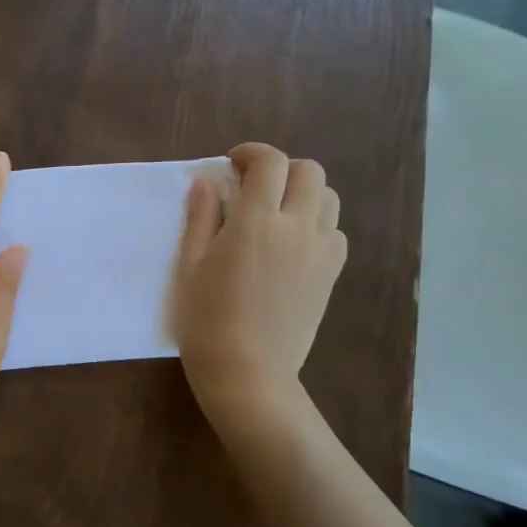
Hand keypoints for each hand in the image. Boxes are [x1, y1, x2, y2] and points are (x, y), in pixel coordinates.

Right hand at [174, 143, 346, 420]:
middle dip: (281, 169)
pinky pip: (336, 232)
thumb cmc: (206, 320)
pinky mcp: (331, 274)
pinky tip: (293, 244)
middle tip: (255, 187)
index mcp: (256, 222)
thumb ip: (201, 217)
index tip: (233, 164)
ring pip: (329, 198)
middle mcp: (296, 228)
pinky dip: (317, 225)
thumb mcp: (190, 266)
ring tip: (277, 213)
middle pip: (309, 171)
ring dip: (303, 193)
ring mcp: (321, 252)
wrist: (248, 373)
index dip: (251, 153)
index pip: (269, 162)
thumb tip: (209, 182)